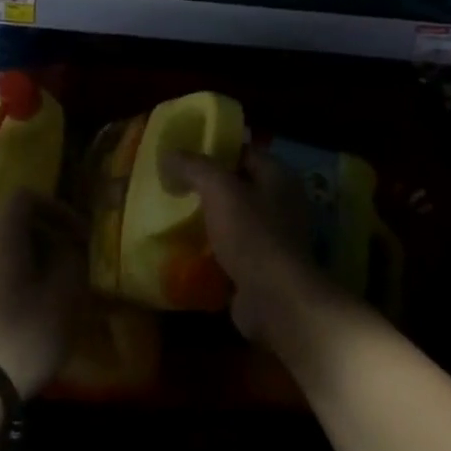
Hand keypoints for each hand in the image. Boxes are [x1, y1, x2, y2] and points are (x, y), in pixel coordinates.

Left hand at [0, 189, 87, 395]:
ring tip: (45, 282)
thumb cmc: (20, 334)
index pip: (26, 197)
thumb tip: (66, 247)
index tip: (78, 234)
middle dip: (38, 231)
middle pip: (7, 219)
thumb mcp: (63, 296)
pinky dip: (4, 273)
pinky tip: (20, 303)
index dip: (56, 208)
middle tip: (63, 254)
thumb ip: (70, 260)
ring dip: (21, 255)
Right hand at [160, 149, 333, 348]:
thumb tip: (168, 154)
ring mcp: (276, 237)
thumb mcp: (218, 189)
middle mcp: (282, 202)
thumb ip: (193, 167)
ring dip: (210, 218)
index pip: (243, 151)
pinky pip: (234, 248)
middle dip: (208, 186)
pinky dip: (214, 247)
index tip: (183, 155)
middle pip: (239, 185)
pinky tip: (188, 247)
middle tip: (175, 185)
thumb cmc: (252, 235)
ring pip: (235, 218)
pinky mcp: (264, 266)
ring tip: (176, 215)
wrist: (276, 300)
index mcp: (279, 176)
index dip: (214, 149)